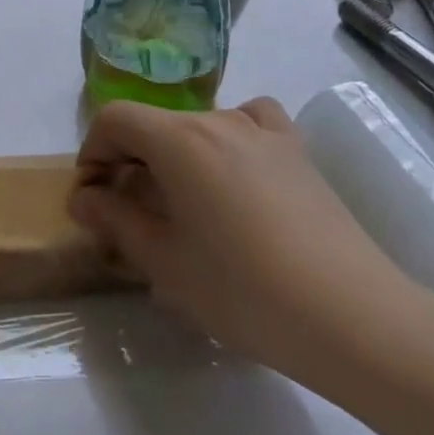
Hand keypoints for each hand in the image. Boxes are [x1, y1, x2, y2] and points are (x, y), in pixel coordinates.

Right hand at [69, 98, 433, 391]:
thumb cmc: (243, 290)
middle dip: (131, 161)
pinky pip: (250, 124)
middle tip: (131, 215)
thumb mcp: (165, 263)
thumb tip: (83, 197)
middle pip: (156, 124)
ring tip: (185, 206)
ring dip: (176, 156)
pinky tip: (237, 174)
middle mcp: (217, 118)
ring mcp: (262, 129)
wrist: (350, 315)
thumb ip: (116, 221)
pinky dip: (229, 140)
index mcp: (178, 138)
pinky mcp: (296, 149)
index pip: (115, 119)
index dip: (93, 151)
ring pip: (199, 127)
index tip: (92, 195)